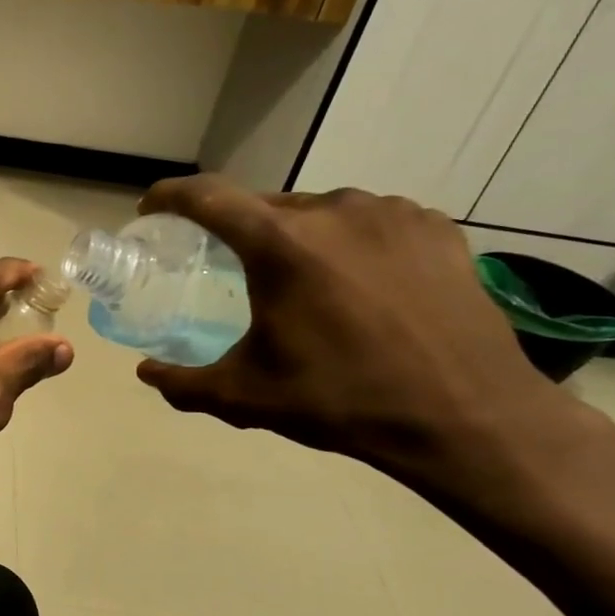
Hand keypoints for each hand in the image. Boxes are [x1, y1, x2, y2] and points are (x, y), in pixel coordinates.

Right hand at [133, 178, 578, 480]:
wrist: (468, 419)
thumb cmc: (343, 401)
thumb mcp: (246, 397)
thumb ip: (184, 383)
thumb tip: (146, 373)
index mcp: (279, 244)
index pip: (206, 196)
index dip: (170, 197)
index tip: (152, 209)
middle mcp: (332, 210)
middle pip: (264, 204)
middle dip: (237, 228)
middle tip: (230, 263)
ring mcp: (390, 213)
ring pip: (320, 211)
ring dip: (298, 236)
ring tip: (303, 278)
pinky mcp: (434, 228)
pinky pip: (372, 222)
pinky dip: (351, 241)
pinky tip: (361, 280)